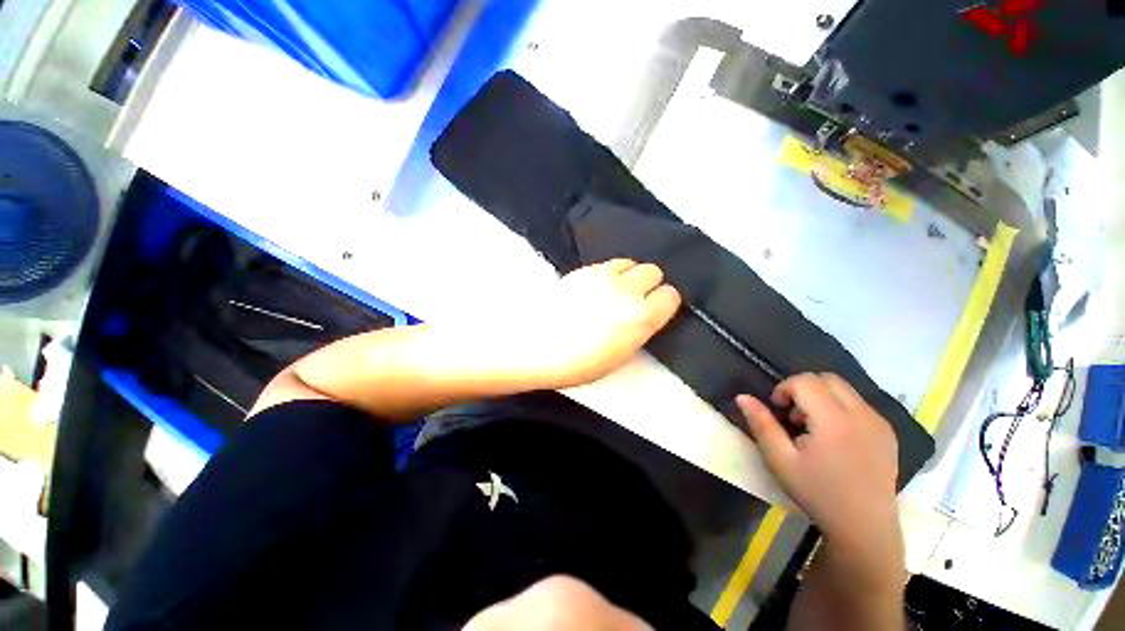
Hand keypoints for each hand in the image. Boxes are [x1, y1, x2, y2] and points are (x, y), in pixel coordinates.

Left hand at [506, 259, 680, 388]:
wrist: (537, 346)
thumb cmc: (580, 363)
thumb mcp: (621, 354)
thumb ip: (640, 329)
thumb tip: (644, 314)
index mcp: (642, 316)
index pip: (671, 295)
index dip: (664, 303)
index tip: (656, 310)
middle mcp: (627, 289)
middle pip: (653, 271)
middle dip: (649, 284)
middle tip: (635, 299)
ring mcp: (603, 275)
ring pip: (629, 262)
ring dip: (628, 275)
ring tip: (615, 290)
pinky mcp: (583, 270)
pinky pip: (606, 264)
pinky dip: (608, 273)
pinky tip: (595, 288)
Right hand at [736, 374, 900, 551]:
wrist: (864, 528)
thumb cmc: (817, 494)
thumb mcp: (779, 460)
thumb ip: (761, 424)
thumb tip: (742, 397)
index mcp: (835, 422)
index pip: (805, 381)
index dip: (784, 389)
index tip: (778, 411)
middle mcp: (862, 415)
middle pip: (827, 378)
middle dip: (803, 388)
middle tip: (794, 417)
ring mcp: (879, 423)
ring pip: (844, 389)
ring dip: (822, 397)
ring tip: (814, 428)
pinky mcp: (888, 432)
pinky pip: (859, 403)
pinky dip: (839, 407)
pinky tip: (834, 437)